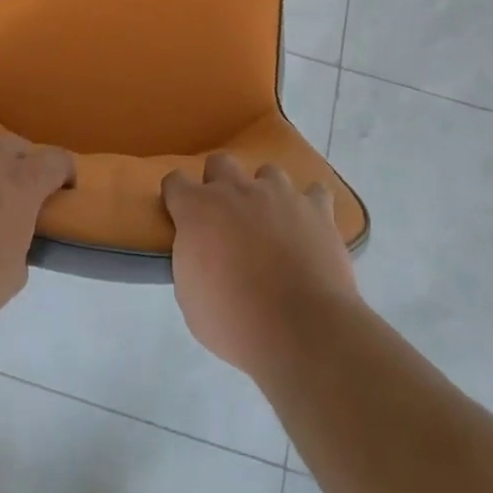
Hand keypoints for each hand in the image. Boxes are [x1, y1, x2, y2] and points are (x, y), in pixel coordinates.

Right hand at [163, 153, 360, 379]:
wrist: (301, 329)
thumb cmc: (234, 321)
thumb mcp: (191, 297)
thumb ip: (191, 261)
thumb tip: (200, 252)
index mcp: (198, 209)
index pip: (175, 181)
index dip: (176, 197)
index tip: (181, 216)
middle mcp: (236, 190)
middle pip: (220, 163)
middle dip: (220, 183)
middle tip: (227, 218)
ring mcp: (280, 194)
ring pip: (268, 172)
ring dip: (266, 193)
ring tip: (272, 223)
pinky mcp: (317, 209)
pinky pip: (315, 193)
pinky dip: (311, 206)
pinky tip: (310, 226)